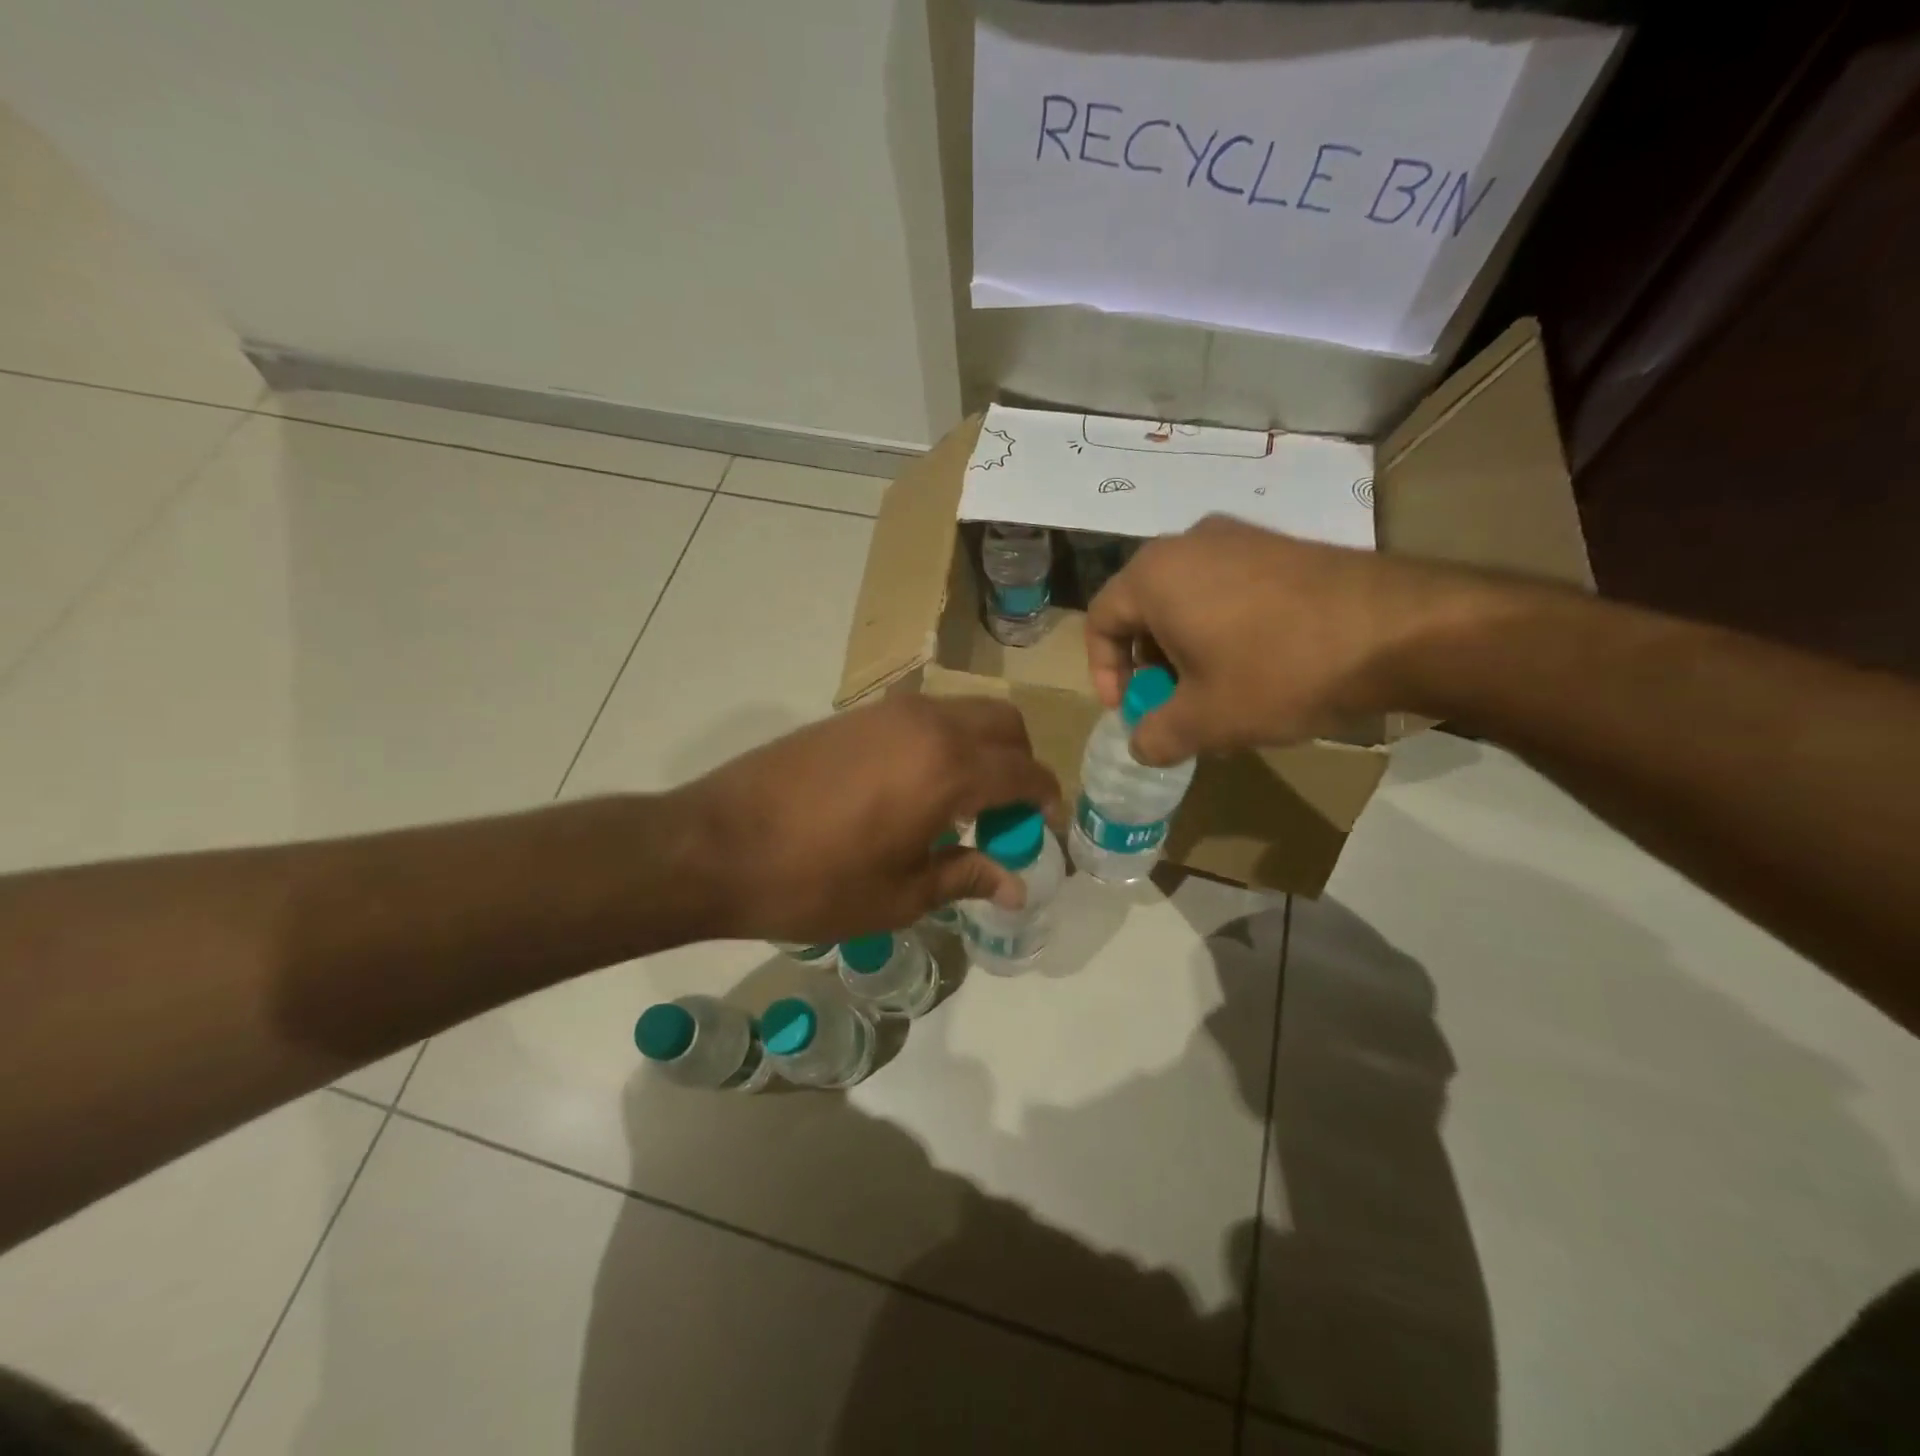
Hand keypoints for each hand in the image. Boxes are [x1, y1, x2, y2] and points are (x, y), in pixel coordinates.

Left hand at [667, 695, 1061, 943]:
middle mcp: (928, 725)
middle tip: (1007, 814)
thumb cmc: (814, 882)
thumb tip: (1016, 885)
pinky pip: (925, 716)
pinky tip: (919, 787)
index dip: (1048, 801)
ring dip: (982, 748)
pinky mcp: (857, 713)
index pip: (1026, 772)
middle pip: (1004, 725)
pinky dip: (945, 741)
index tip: (1047, 829)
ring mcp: (888, 712)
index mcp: (949, 769)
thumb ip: (965, 877)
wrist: (717, 844)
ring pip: (965, 712)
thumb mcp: (899, 895)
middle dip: (1021, 764)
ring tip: (963, 803)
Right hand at [1084, 516, 1472, 764]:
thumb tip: (1140, 746)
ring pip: (1187, 598)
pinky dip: (1222, 628)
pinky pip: (1228, 588)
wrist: (1397, 630)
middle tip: (1171, 703)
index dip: (1104, 673)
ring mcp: (1240, 538)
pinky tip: (1256, 666)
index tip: (1128, 710)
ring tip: (1215, 691)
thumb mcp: (1205, 720)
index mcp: (1154, 575)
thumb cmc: (1277, 671)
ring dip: (1186, 648)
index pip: (1100, 621)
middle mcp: (1188, 543)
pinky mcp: (1281, 546)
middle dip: (1149, 663)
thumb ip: (1156, 736)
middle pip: (1144, 608)